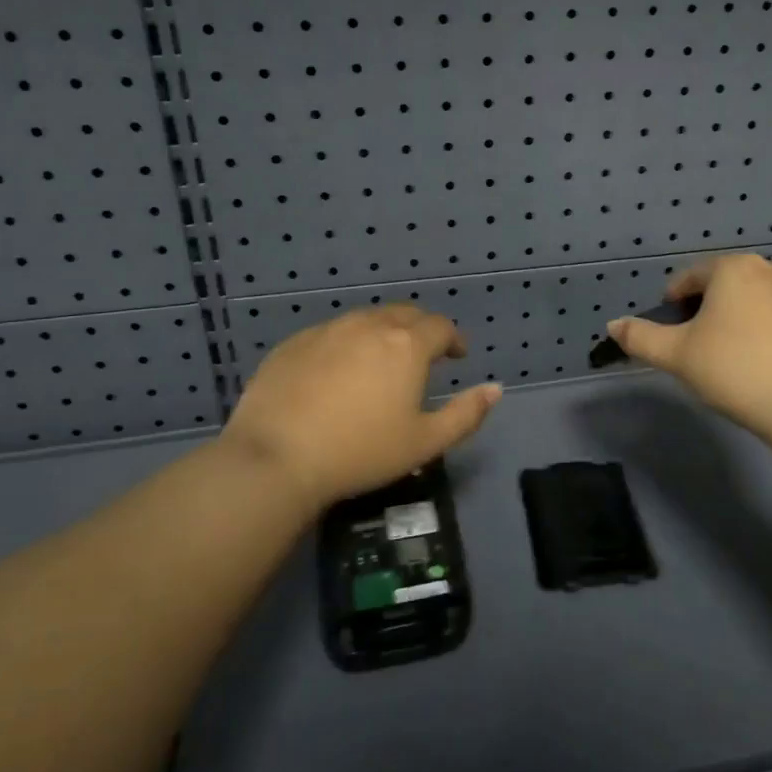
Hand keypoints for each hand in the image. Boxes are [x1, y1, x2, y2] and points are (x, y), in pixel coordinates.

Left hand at [220, 305, 501, 509]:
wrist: (276, 457)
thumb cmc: (361, 452)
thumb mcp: (424, 442)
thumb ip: (466, 414)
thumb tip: (495, 389)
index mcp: (406, 344)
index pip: (440, 327)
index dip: (453, 339)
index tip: (457, 356)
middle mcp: (368, 325)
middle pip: (403, 314)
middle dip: (420, 330)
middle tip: (423, 355)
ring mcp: (327, 331)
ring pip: (365, 320)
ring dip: (382, 333)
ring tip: (381, 362)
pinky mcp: (293, 344)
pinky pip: (331, 334)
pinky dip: (345, 345)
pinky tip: (337, 374)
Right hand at [606, 255, 771, 434]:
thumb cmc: (734, 369)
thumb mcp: (676, 354)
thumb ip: (640, 337)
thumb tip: (612, 325)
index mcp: (732, 267)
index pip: (688, 278)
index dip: (671, 305)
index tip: (669, 336)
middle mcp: (768, 269)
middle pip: (720, 286)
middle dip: (702, 312)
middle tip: (694, 350)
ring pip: (749, 301)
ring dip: (731, 321)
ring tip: (725, 359)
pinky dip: (759, 332)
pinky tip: (756, 364)